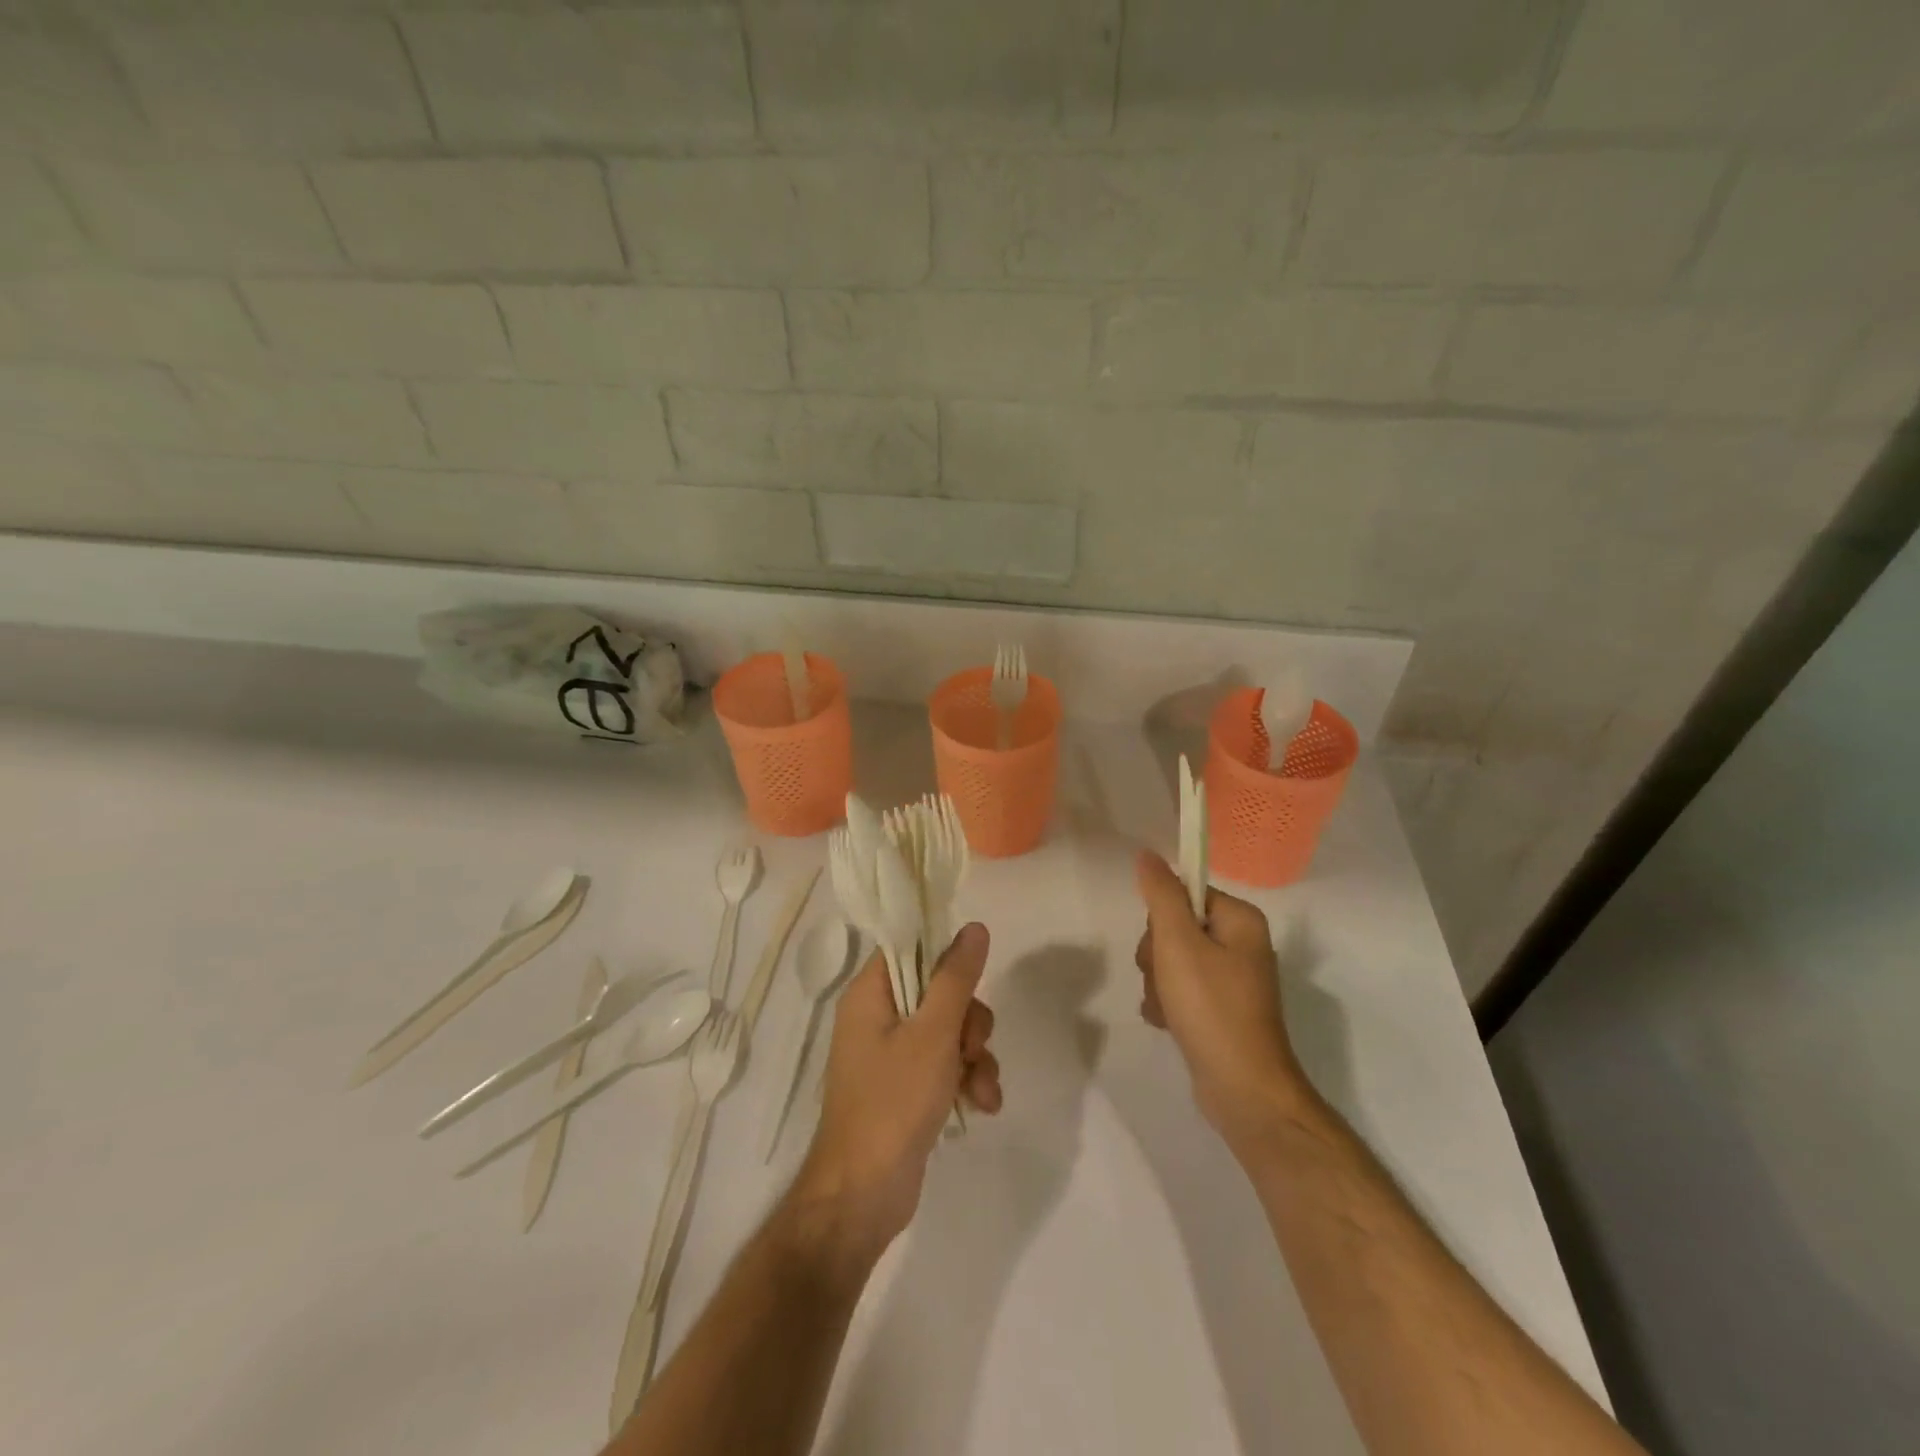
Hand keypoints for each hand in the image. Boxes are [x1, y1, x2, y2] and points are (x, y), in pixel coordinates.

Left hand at [790, 924, 1001, 1256]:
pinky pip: (946, 1065)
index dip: (945, 956)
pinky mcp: (907, 1088)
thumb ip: (956, 978)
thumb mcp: (933, 1034)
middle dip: (969, 1022)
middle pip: (938, 992)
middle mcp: (877, 1018)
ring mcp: (892, 1055)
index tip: (973, 977)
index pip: (909, 948)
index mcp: (870, 994)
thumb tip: (974, 927)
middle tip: (971, 1048)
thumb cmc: (894, 1102)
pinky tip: (983, 1105)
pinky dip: (967, 1080)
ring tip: (982, 1088)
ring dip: (976, 1056)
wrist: (864, 1196)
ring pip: (949, 1031)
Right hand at [1134, 851, 1307, 1142]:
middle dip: (1156, 955)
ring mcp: (1231, 979)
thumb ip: (1161, 895)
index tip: (1163, 944)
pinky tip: (1167, 1022)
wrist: (1242, 1090)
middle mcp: (1241, 944)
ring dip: (1157, 982)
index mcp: (1240, 920)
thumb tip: (1147, 854)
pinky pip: (1180, 989)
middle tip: (1163, 979)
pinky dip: (1167, 1003)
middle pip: (1175, 927)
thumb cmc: (1212, 1008)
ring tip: (1167, 1007)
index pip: (1185, 893)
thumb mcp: (1179, 944)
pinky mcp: (1220, 1009)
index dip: (1163, 917)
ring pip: (1172, 960)